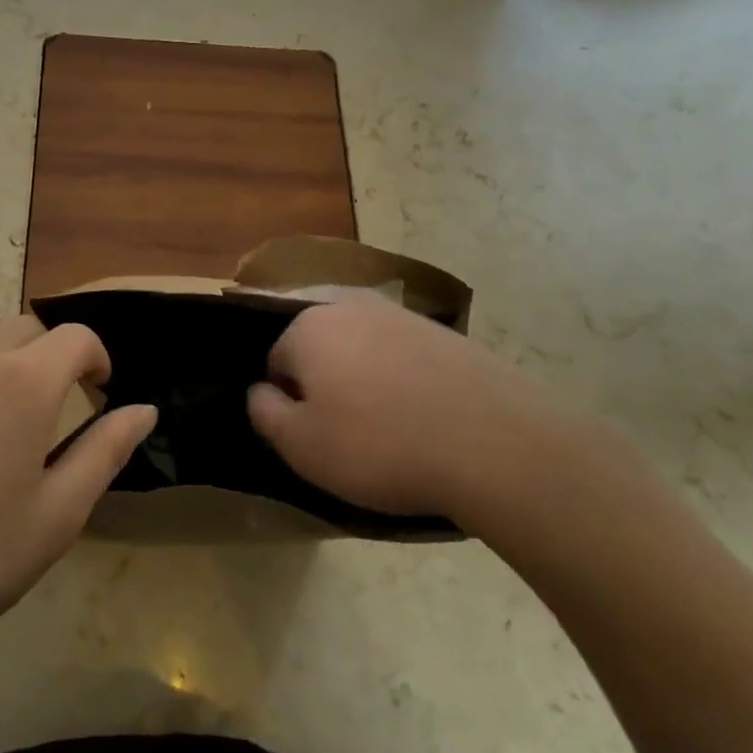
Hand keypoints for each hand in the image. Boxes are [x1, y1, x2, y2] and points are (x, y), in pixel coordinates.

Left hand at [0, 316, 155, 665]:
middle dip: (51, 356)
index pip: (77, 337)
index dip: (97, 358)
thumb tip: (145, 409)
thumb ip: (107, 451)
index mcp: (23, 381)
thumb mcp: (57, 515)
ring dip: (2, 368)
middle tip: (51, 410)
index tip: (100, 390)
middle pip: (27, 329)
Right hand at [248, 297, 555, 523]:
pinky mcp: (441, 330)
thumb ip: (264, 412)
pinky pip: (401, 354)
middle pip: (318, 346)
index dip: (288, 402)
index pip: (276, 361)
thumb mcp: (302, 446)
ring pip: (360, 347)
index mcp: (307, 327)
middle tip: (347, 431)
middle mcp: (348, 306)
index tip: (315, 436)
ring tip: (387, 426)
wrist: (492, 441)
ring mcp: (399, 313)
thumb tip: (260, 390)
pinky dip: (401, 378)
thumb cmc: (380, 445)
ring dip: (362, 378)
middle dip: (324, 382)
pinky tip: (422, 414)